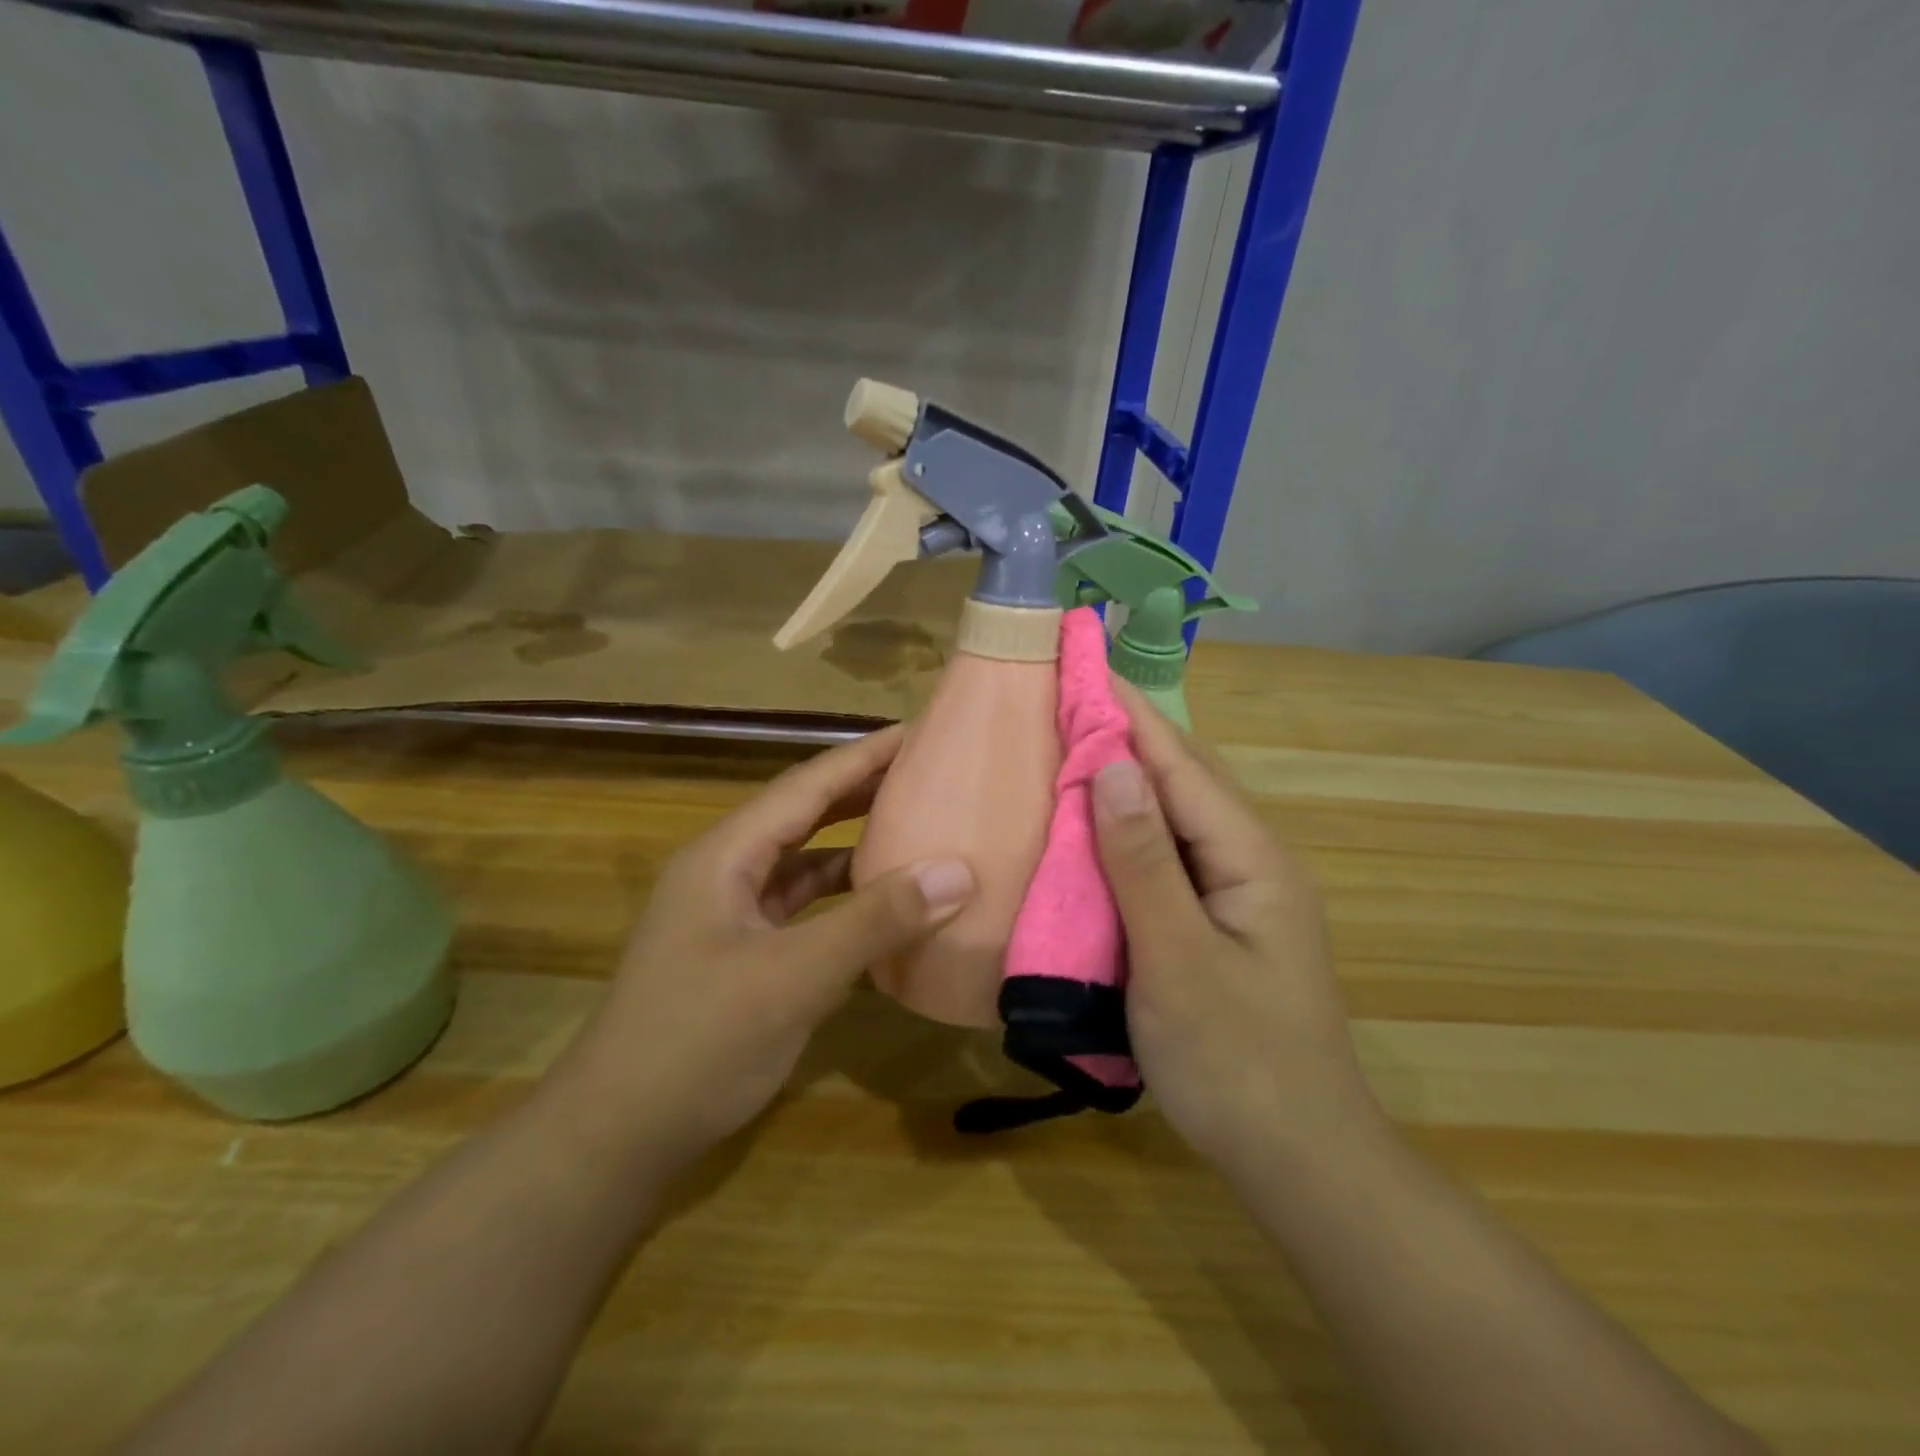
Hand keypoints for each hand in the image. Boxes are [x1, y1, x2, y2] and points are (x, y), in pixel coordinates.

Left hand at [557, 726, 974, 1174]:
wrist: (618, 1136)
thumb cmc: (698, 1042)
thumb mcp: (793, 977)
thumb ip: (874, 921)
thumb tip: (957, 870)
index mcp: (725, 856)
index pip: (806, 787)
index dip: (863, 756)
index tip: (917, 731)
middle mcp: (726, 872)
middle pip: (804, 814)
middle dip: (862, 791)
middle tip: (926, 771)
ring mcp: (732, 914)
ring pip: (804, 862)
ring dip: (854, 845)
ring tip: (915, 825)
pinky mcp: (744, 952)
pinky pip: (803, 906)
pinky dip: (843, 897)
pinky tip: (883, 902)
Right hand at [1092, 684, 1378, 1177]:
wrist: (1299, 1160)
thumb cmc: (1236, 1062)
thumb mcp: (1178, 962)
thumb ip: (1144, 863)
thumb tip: (1114, 765)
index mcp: (1252, 858)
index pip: (1181, 765)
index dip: (1129, 713)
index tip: (1084, 663)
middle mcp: (1251, 861)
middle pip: (1185, 778)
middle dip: (1128, 733)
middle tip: (1066, 697)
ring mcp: (1238, 892)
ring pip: (1177, 815)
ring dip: (1128, 776)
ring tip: (1072, 742)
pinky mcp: (1219, 920)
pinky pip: (1169, 854)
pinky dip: (1129, 827)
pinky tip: (1096, 825)